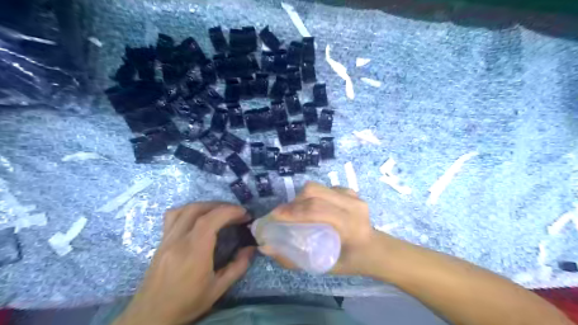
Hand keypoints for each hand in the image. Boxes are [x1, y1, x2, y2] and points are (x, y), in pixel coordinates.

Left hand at [115, 202, 252, 323]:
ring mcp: (167, 239)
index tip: (244, 214)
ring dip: (206, 206)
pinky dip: (189, 210)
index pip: (210, 220)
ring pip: (185, 209)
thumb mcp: (218, 290)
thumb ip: (237, 267)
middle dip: (221, 206)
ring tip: (220, 212)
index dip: (229, 211)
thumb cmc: (187, 304)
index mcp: (193, 252)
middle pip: (198, 210)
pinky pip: (173, 216)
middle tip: (236, 213)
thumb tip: (251, 248)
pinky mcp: (161, 241)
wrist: (150, 316)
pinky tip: (198, 217)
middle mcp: (178, 241)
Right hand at [262, 182, 382, 274]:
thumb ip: (295, 259)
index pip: (316, 210)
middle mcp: (352, 205)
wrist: (376, 249)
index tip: (275, 217)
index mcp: (350, 225)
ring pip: (318, 187)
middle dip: (293, 202)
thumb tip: (267, 248)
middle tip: (282, 214)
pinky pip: (324, 188)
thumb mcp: (325, 267)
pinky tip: (312, 207)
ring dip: (301, 198)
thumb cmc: (352, 261)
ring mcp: (352, 195)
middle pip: (315, 192)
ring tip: (295, 211)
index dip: (293, 211)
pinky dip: (312, 196)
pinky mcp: (350, 191)